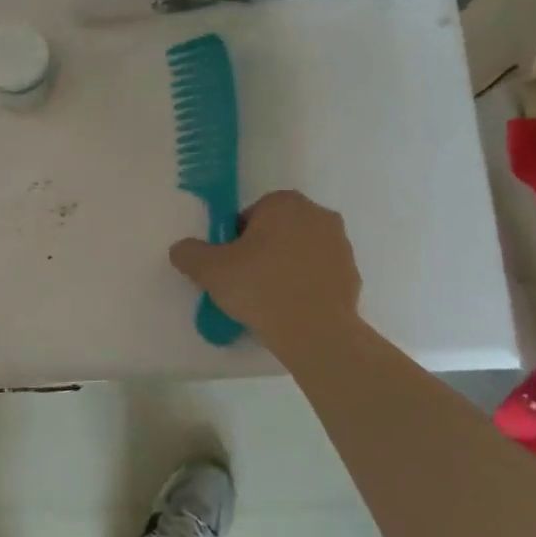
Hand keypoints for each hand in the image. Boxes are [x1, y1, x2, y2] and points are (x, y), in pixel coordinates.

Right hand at [169, 190, 362, 348]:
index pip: (250, 215)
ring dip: (284, 267)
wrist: (316, 332)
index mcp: (284, 204)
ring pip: (299, 251)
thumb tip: (182, 249)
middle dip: (261, 250)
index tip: (230, 265)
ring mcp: (340, 245)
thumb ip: (189, 253)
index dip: (235, 240)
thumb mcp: (209, 270)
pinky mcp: (352, 274)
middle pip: (276, 230)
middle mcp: (318, 215)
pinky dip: (304, 285)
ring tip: (267, 299)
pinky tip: (290, 309)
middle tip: (244, 282)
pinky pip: (318, 274)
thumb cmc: (261, 289)